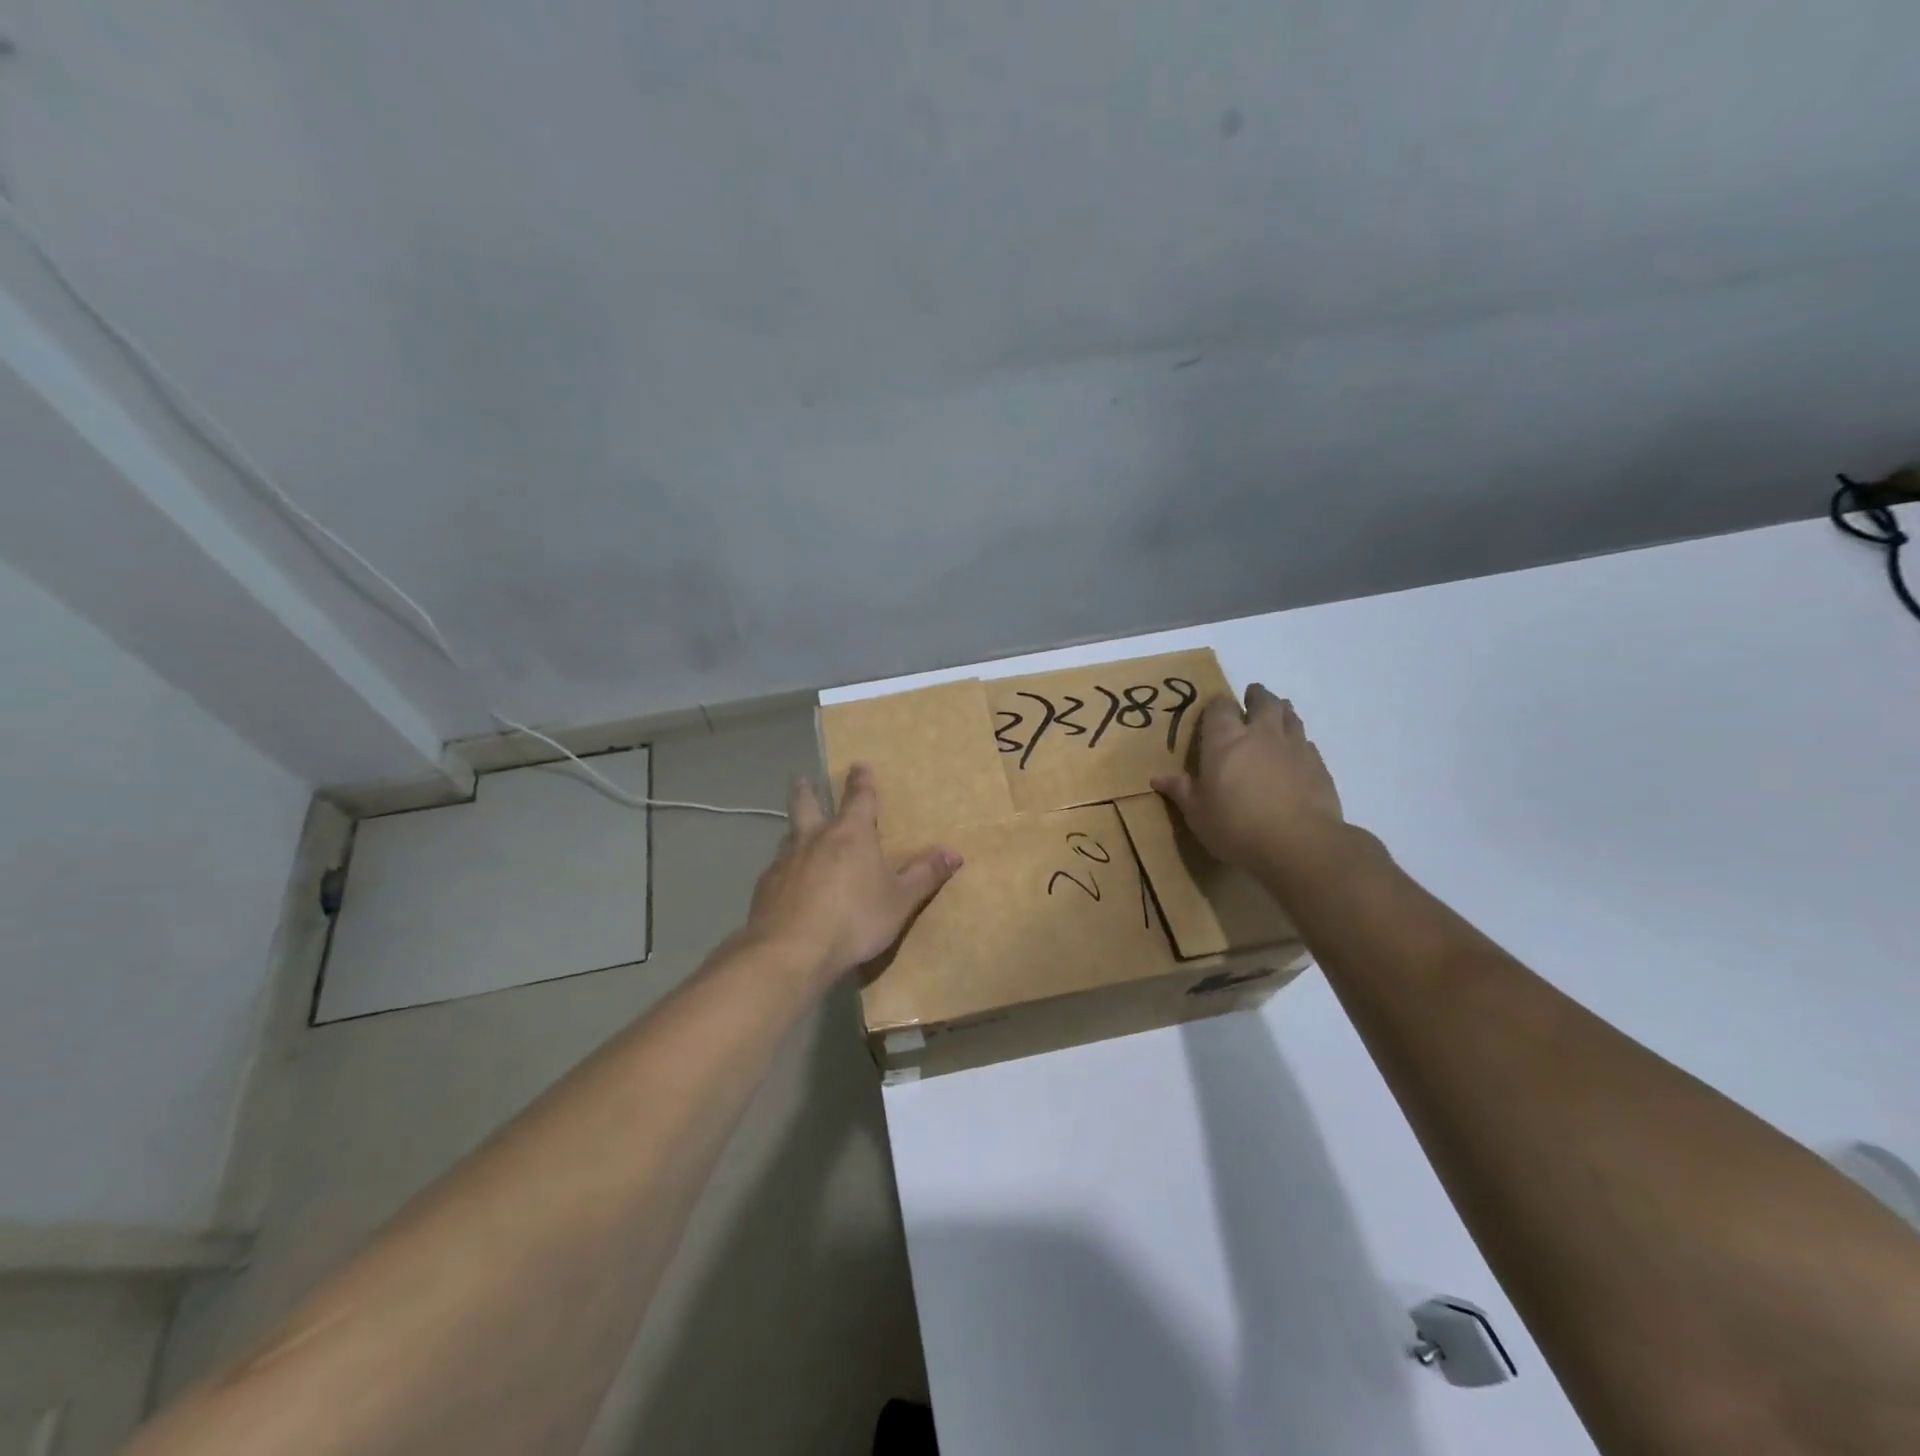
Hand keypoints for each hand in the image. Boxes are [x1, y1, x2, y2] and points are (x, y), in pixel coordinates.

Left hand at [744, 765, 962, 985]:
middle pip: (806, 804)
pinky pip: (777, 869)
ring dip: (794, 830)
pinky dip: (785, 869)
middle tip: (802, 779)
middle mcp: (815, 838)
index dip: (861, 781)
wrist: (791, 951)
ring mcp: (786, 861)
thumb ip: (924, 875)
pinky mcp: (765, 887)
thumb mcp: (899, 901)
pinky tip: (787, 883)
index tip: (858, 766)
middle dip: (807, 790)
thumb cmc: (854, 920)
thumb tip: (954, 852)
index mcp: (851, 834)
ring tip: (796, 834)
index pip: (859, 797)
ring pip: (789, 835)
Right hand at [1152, 685, 1346, 872]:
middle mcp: (1260, 734)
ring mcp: (1293, 746)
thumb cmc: (1236, 826)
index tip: (1215, 711)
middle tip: (1251, 699)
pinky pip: (1307, 742)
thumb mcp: (1198, 814)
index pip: (1220, 707)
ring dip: (1281, 711)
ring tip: (1276, 715)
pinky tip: (1295, 754)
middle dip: (1256, 697)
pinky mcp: (1318, 765)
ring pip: (1289, 715)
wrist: (1299, 844)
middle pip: (1262, 701)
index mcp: (1225, 740)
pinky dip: (1299, 741)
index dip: (1217, 705)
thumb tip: (1158, 778)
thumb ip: (1181, 791)